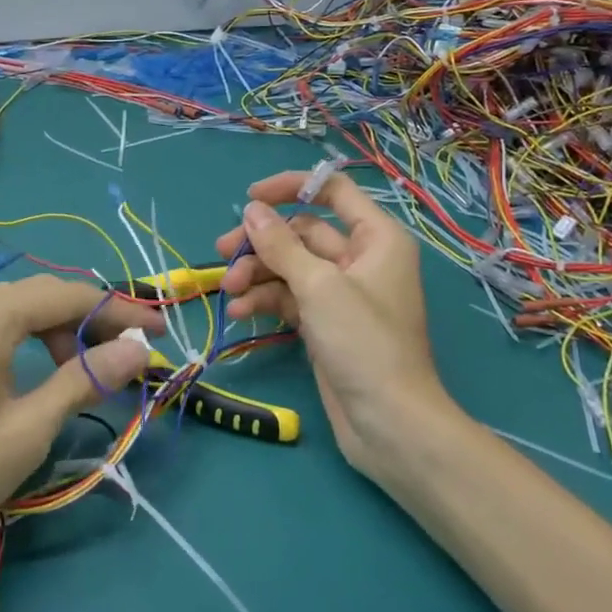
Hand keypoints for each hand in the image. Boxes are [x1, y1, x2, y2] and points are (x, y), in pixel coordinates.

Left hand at [0, 275, 160, 561]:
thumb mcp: (29, 428)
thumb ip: (85, 379)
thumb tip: (137, 349)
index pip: (69, 295)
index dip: (119, 311)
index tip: (158, 333)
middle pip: (40, 298)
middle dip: (89, 321)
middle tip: (127, 356)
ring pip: (12, 315)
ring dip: (55, 335)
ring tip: (82, 375)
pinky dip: (22, 344)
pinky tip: (33, 376)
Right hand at [215, 171, 462, 479]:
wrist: (389, 423)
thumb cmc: (364, 343)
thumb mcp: (319, 286)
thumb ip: (281, 245)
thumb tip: (252, 209)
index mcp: (376, 237)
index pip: (332, 191)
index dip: (291, 187)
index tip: (250, 199)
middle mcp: (361, 258)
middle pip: (303, 233)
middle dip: (262, 242)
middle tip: (222, 252)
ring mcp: (342, 293)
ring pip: (291, 267)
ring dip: (257, 275)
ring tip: (228, 292)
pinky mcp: (326, 323)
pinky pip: (290, 298)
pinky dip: (266, 301)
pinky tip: (239, 313)